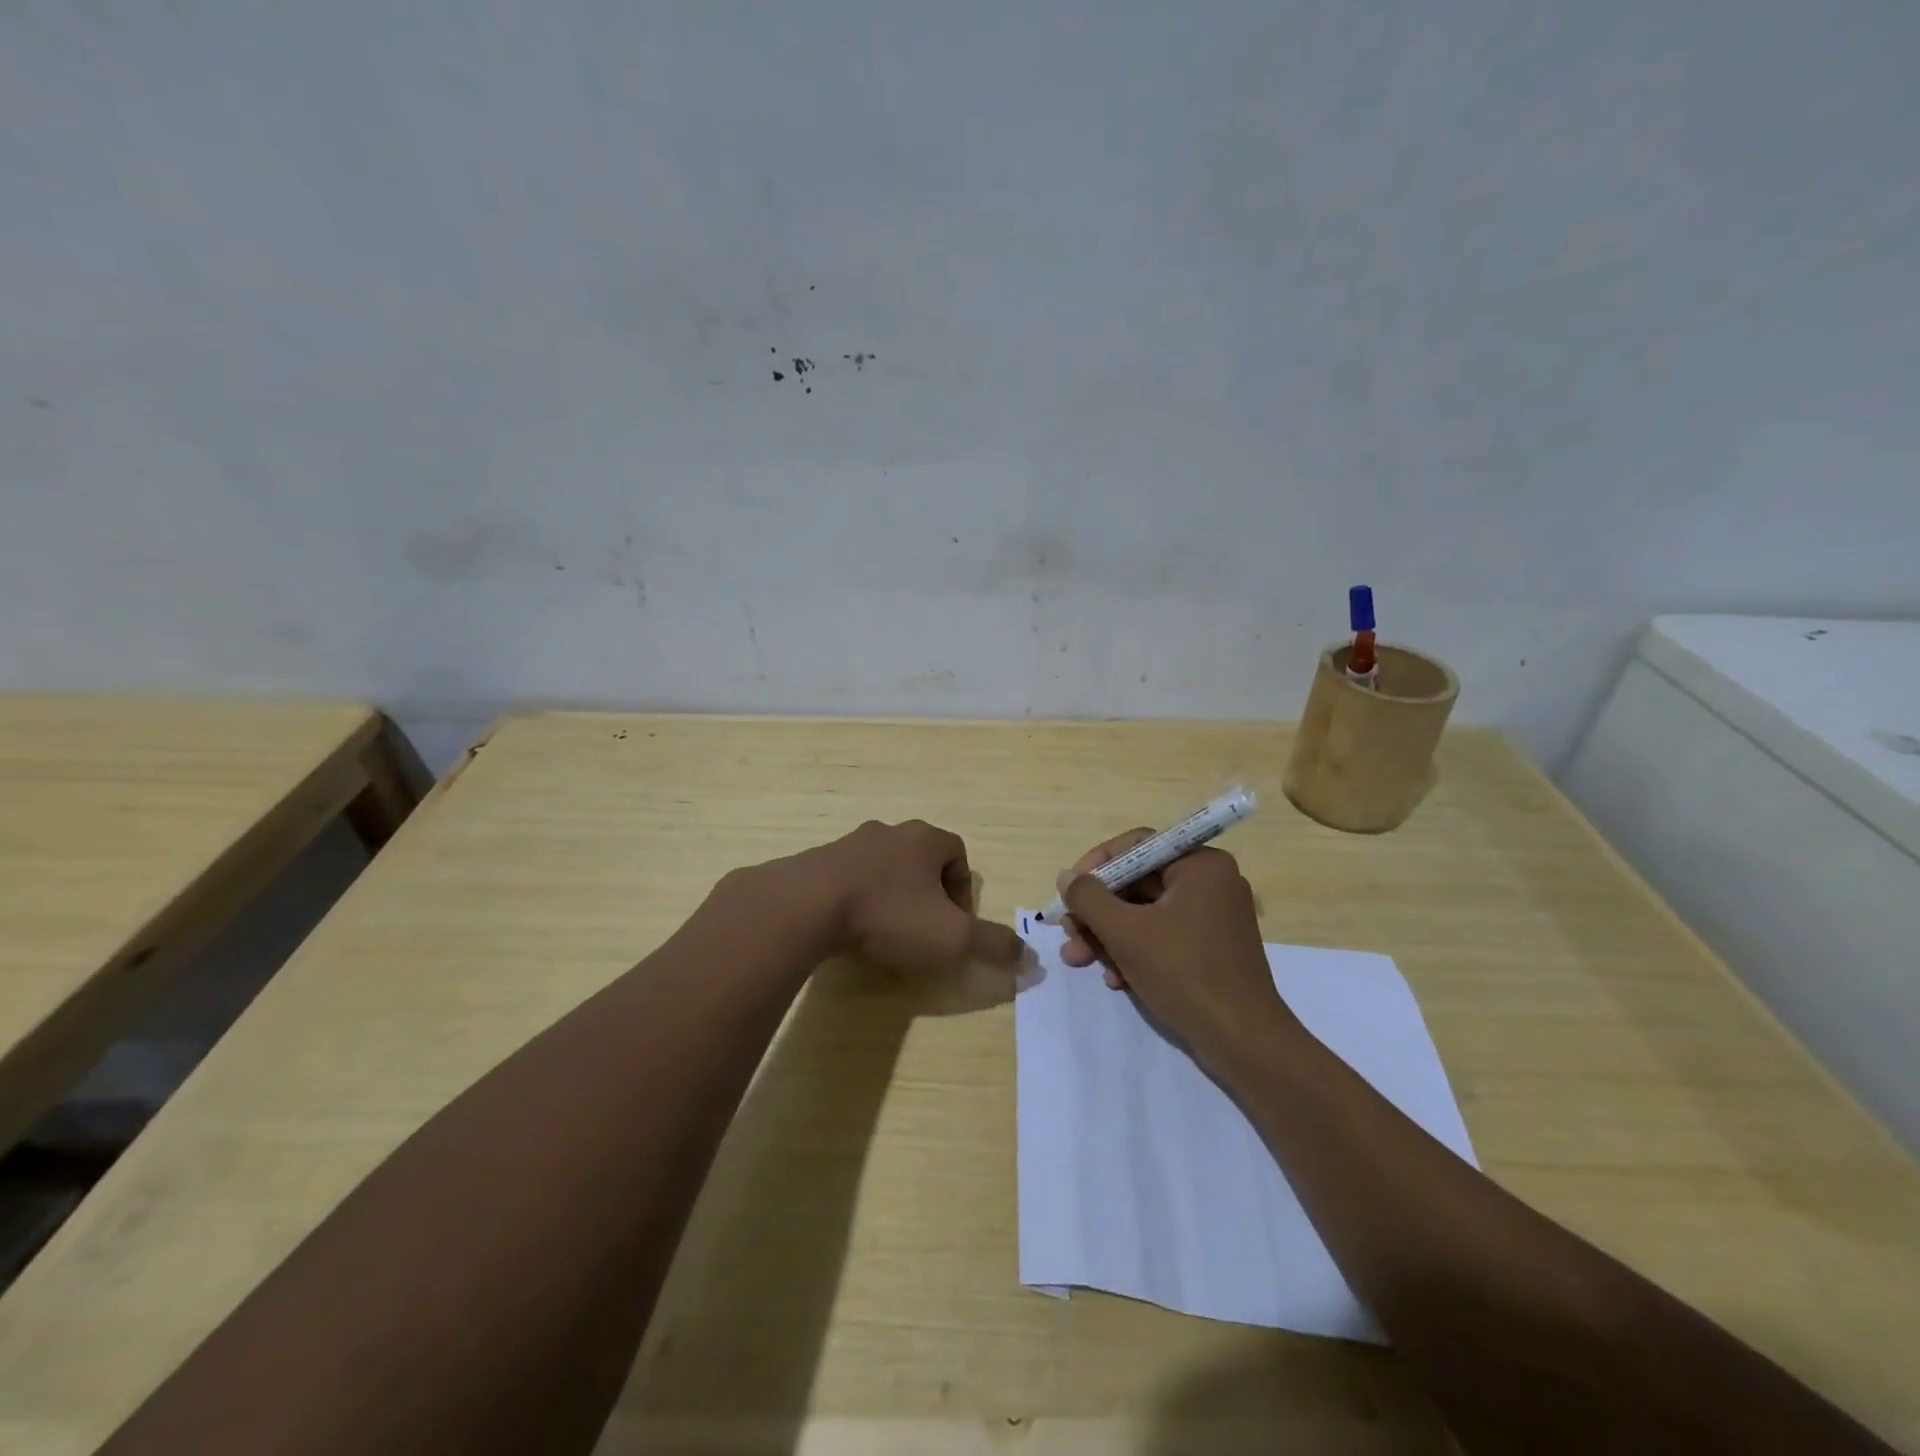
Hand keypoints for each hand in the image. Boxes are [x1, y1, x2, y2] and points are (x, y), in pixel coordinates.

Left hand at [771, 820, 1022, 974]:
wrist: (807, 906)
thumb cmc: (890, 915)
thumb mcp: (952, 938)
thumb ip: (992, 945)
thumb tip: (1031, 958)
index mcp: (924, 839)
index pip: (957, 853)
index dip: (963, 890)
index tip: (955, 925)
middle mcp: (889, 832)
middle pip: (920, 860)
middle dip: (928, 895)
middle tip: (924, 931)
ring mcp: (849, 844)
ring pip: (883, 869)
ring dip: (892, 898)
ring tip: (887, 935)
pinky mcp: (818, 862)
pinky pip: (849, 879)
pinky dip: (858, 902)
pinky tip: (852, 931)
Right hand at [1058, 829, 1297, 1066]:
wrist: (1243, 1042)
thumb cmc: (1184, 973)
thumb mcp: (1126, 932)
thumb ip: (1089, 898)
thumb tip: (1066, 876)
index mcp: (1201, 865)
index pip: (1137, 847)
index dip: (1096, 865)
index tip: (1068, 890)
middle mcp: (1211, 883)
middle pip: (1137, 883)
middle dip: (1097, 911)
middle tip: (1067, 932)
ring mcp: (1212, 917)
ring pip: (1145, 913)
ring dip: (1108, 935)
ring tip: (1078, 959)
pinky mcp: (1210, 948)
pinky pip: (1162, 936)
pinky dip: (1134, 952)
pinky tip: (1115, 979)